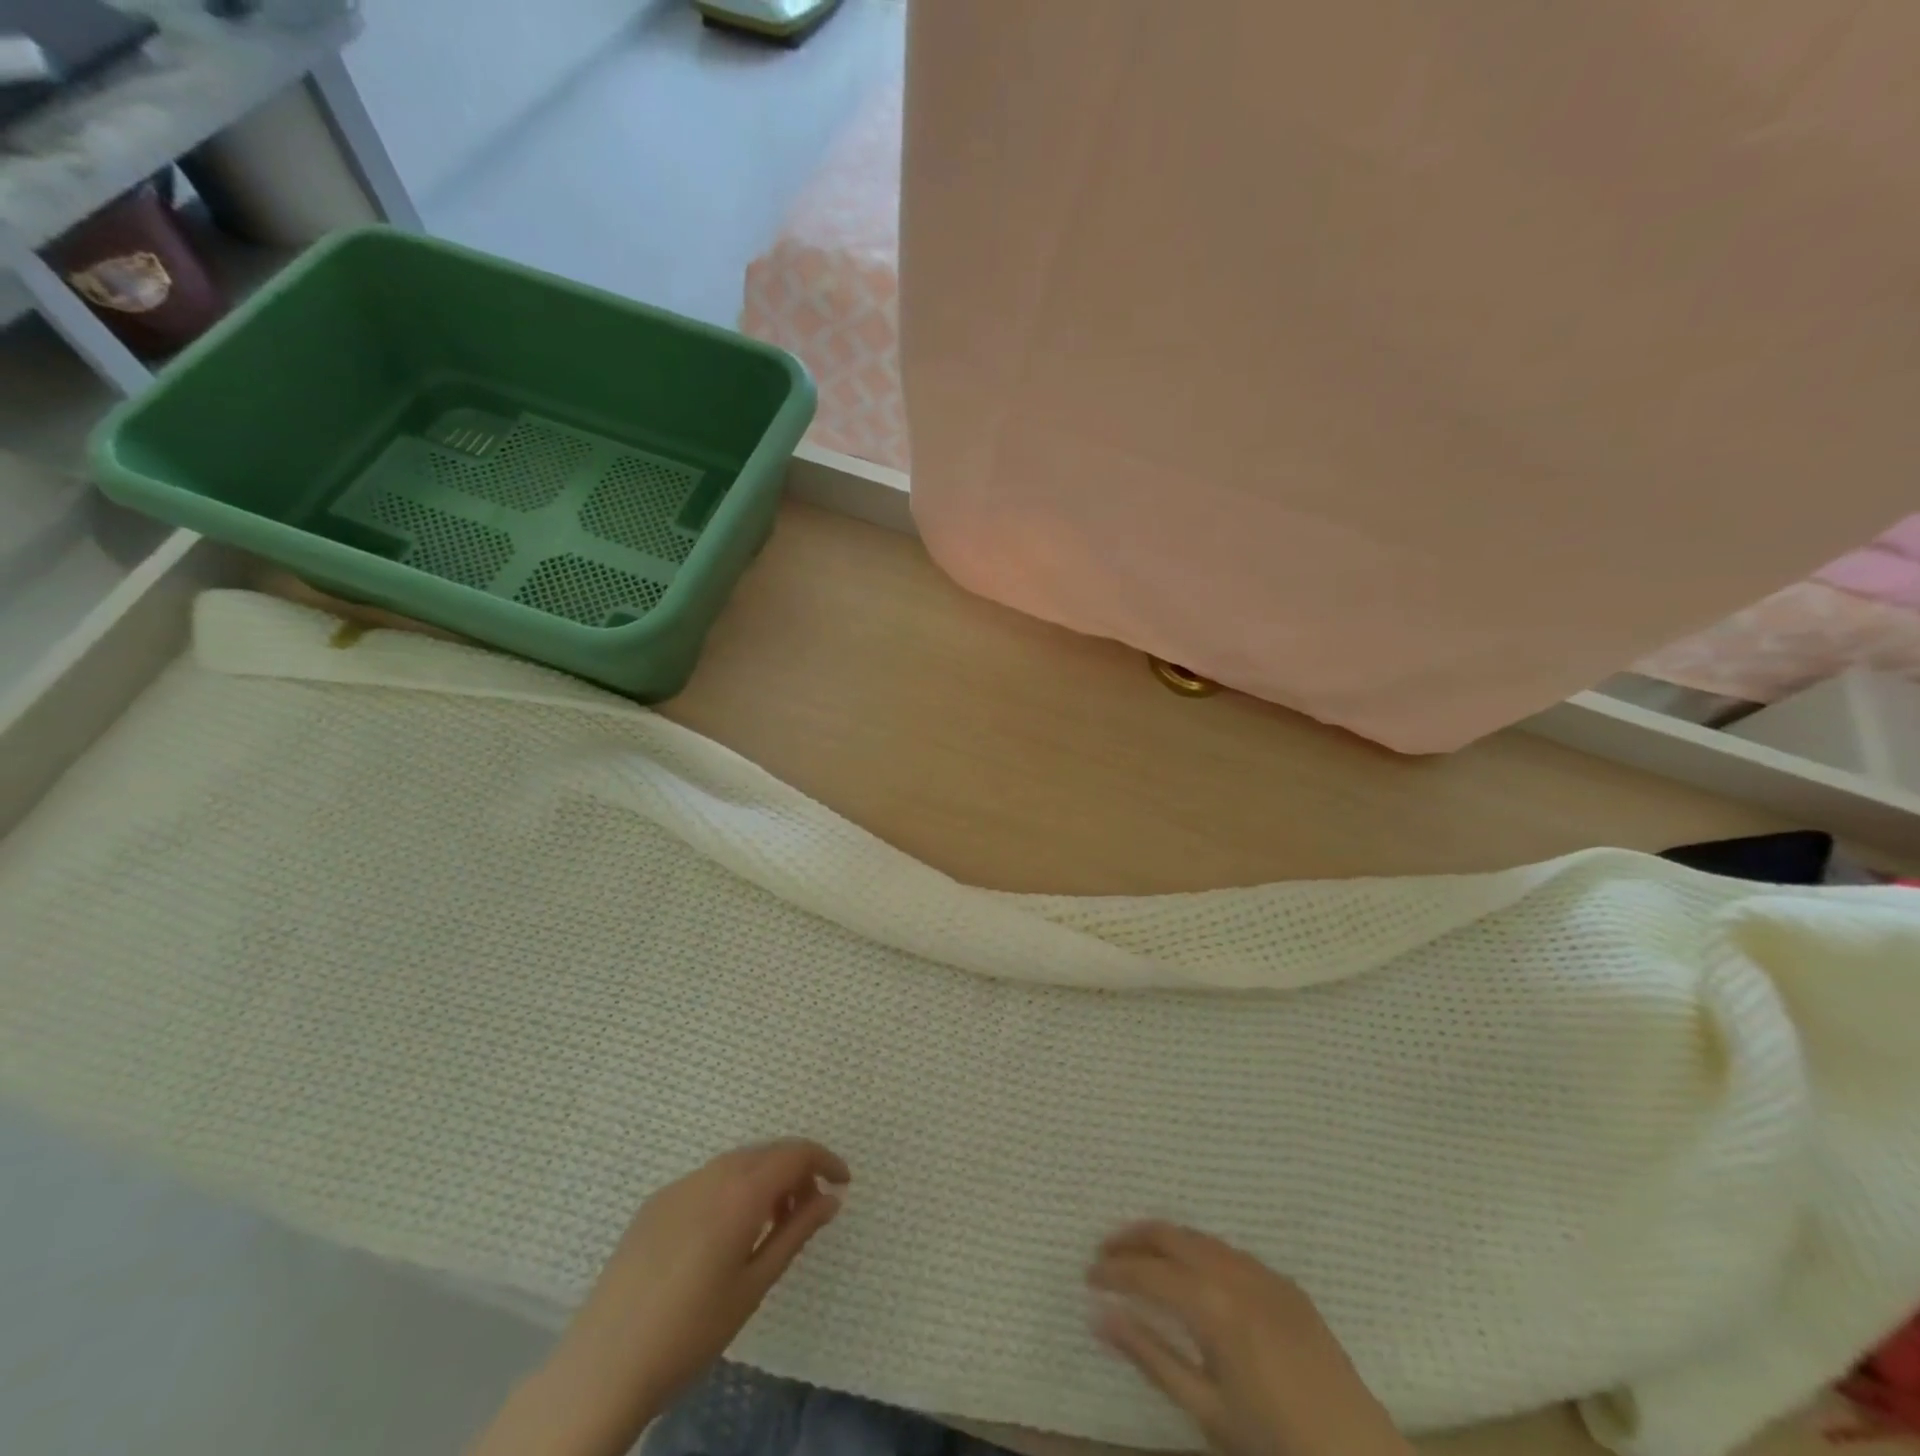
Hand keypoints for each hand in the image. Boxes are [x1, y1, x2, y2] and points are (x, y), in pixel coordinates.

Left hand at [473, 1139, 848, 1455]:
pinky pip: (707, 1180)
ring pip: (737, 1163)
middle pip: (767, 1152)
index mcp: (740, 1192)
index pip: (796, 1153)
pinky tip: (727, 1233)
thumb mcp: (754, 1286)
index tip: (843, 1183)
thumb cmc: (690, 1332)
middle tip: (811, 1209)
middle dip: (797, 1170)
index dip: (825, 1161)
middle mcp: (711, 1174)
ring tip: (772, 1223)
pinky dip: (732, 1189)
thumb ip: (796, 1233)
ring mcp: (679, 1186)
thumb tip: (831, 1198)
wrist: (602, 1367)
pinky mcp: (655, 1203)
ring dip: (764, 1178)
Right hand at [1088, 1222, 1412, 1455]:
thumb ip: (1150, 1356)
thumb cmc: (1274, 1445)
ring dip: (1166, 1241)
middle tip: (1105, 1252)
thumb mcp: (1205, 1410)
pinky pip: (1231, 1253)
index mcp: (1213, 1306)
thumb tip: (1100, 1316)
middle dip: (1133, 1238)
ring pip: (1201, 1238)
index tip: (1087, 1275)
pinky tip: (1194, 1275)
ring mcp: (1265, 1274)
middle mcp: (1236, 1274)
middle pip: (1171, 1235)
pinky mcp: (1287, 1284)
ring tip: (1142, 1257)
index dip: (1113, 1270)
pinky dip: (1201, 1252)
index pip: (1147, 1272)